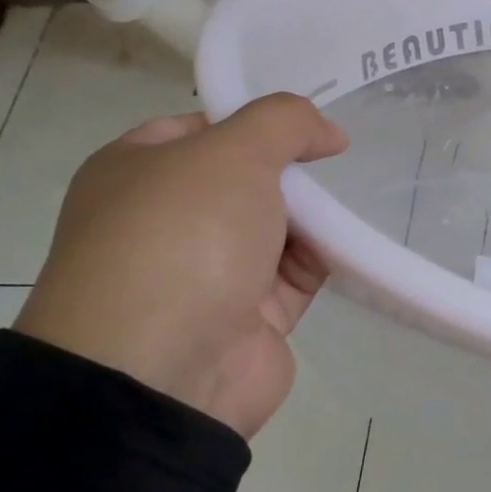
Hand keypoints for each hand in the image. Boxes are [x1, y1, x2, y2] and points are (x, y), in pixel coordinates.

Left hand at [15, 93, 347, 438]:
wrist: (163, 370)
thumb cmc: (183, 237)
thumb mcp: (232, 153)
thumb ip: (284, 122)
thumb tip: (329, 133)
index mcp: (137, 171)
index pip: (204, 128)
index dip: (257, 121)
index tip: (310, 126)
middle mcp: (168, 219)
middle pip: (248, 179)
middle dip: (293, 173)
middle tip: (335, 165)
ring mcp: (208, 271)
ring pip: (277, 226)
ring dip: (315, 217)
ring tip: (350, 205)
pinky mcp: (250, 315)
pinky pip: (298, 273)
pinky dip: (326, 258)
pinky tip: (353, 244)